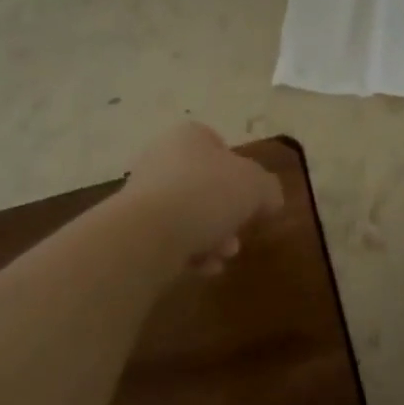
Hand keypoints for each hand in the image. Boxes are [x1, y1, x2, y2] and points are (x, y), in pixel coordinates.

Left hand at [120, 122, 284, 273]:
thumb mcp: (256, 186)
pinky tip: (202, 268)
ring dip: (212, 237)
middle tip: (239, 235)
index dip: (239, 171)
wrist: (148, 233)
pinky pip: (170, 238)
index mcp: (188, 137)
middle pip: (204, 185)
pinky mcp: (133, 227)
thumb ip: (268, 189)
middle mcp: (161, 158)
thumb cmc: (207, 194)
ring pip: (189, 214)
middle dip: (227, 214)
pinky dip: (189, 252)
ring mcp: (143, 193)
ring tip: (223, 256)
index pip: (218, 145)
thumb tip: (270, 199)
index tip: (251, 197)